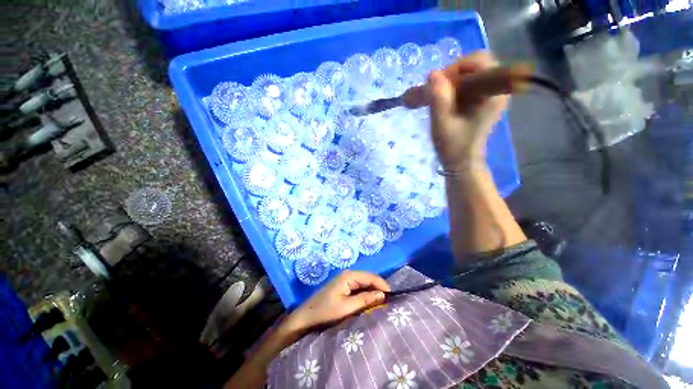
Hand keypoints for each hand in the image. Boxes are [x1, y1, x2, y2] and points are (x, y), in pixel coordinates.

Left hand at [282, 271, 390, 333]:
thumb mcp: (347, 307)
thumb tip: (383, 294)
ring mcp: (345, 280)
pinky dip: (366, 294)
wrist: (305, 317)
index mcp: (349, 275)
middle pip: (368, 279)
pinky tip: (371, 301)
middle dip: (379, 288)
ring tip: (383, 302)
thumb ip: (365, 299)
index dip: (382, 285)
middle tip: (389, 301)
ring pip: (364, 284)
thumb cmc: (325, 312)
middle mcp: (348, 274)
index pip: (371, 277)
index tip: (393, 296)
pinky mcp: (343, 287)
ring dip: (373, 291)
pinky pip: (359, 288)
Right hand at [428, 51, 508, 169]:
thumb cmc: (453, 146)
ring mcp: (490, 94)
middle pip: (475, 65)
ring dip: (450, 82)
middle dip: (452, 74)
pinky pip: (468, 84)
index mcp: (493, 93)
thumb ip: (439, 99)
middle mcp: (496, 89)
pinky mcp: (482, 100)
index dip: (456, 68)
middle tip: (436, 90)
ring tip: (436, 97)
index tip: (438, 85)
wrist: (462, 163)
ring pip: (470, 74)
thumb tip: (433, 73)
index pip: (480, 61)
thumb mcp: (442, 124)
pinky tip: (443, 101)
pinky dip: (452, 88)